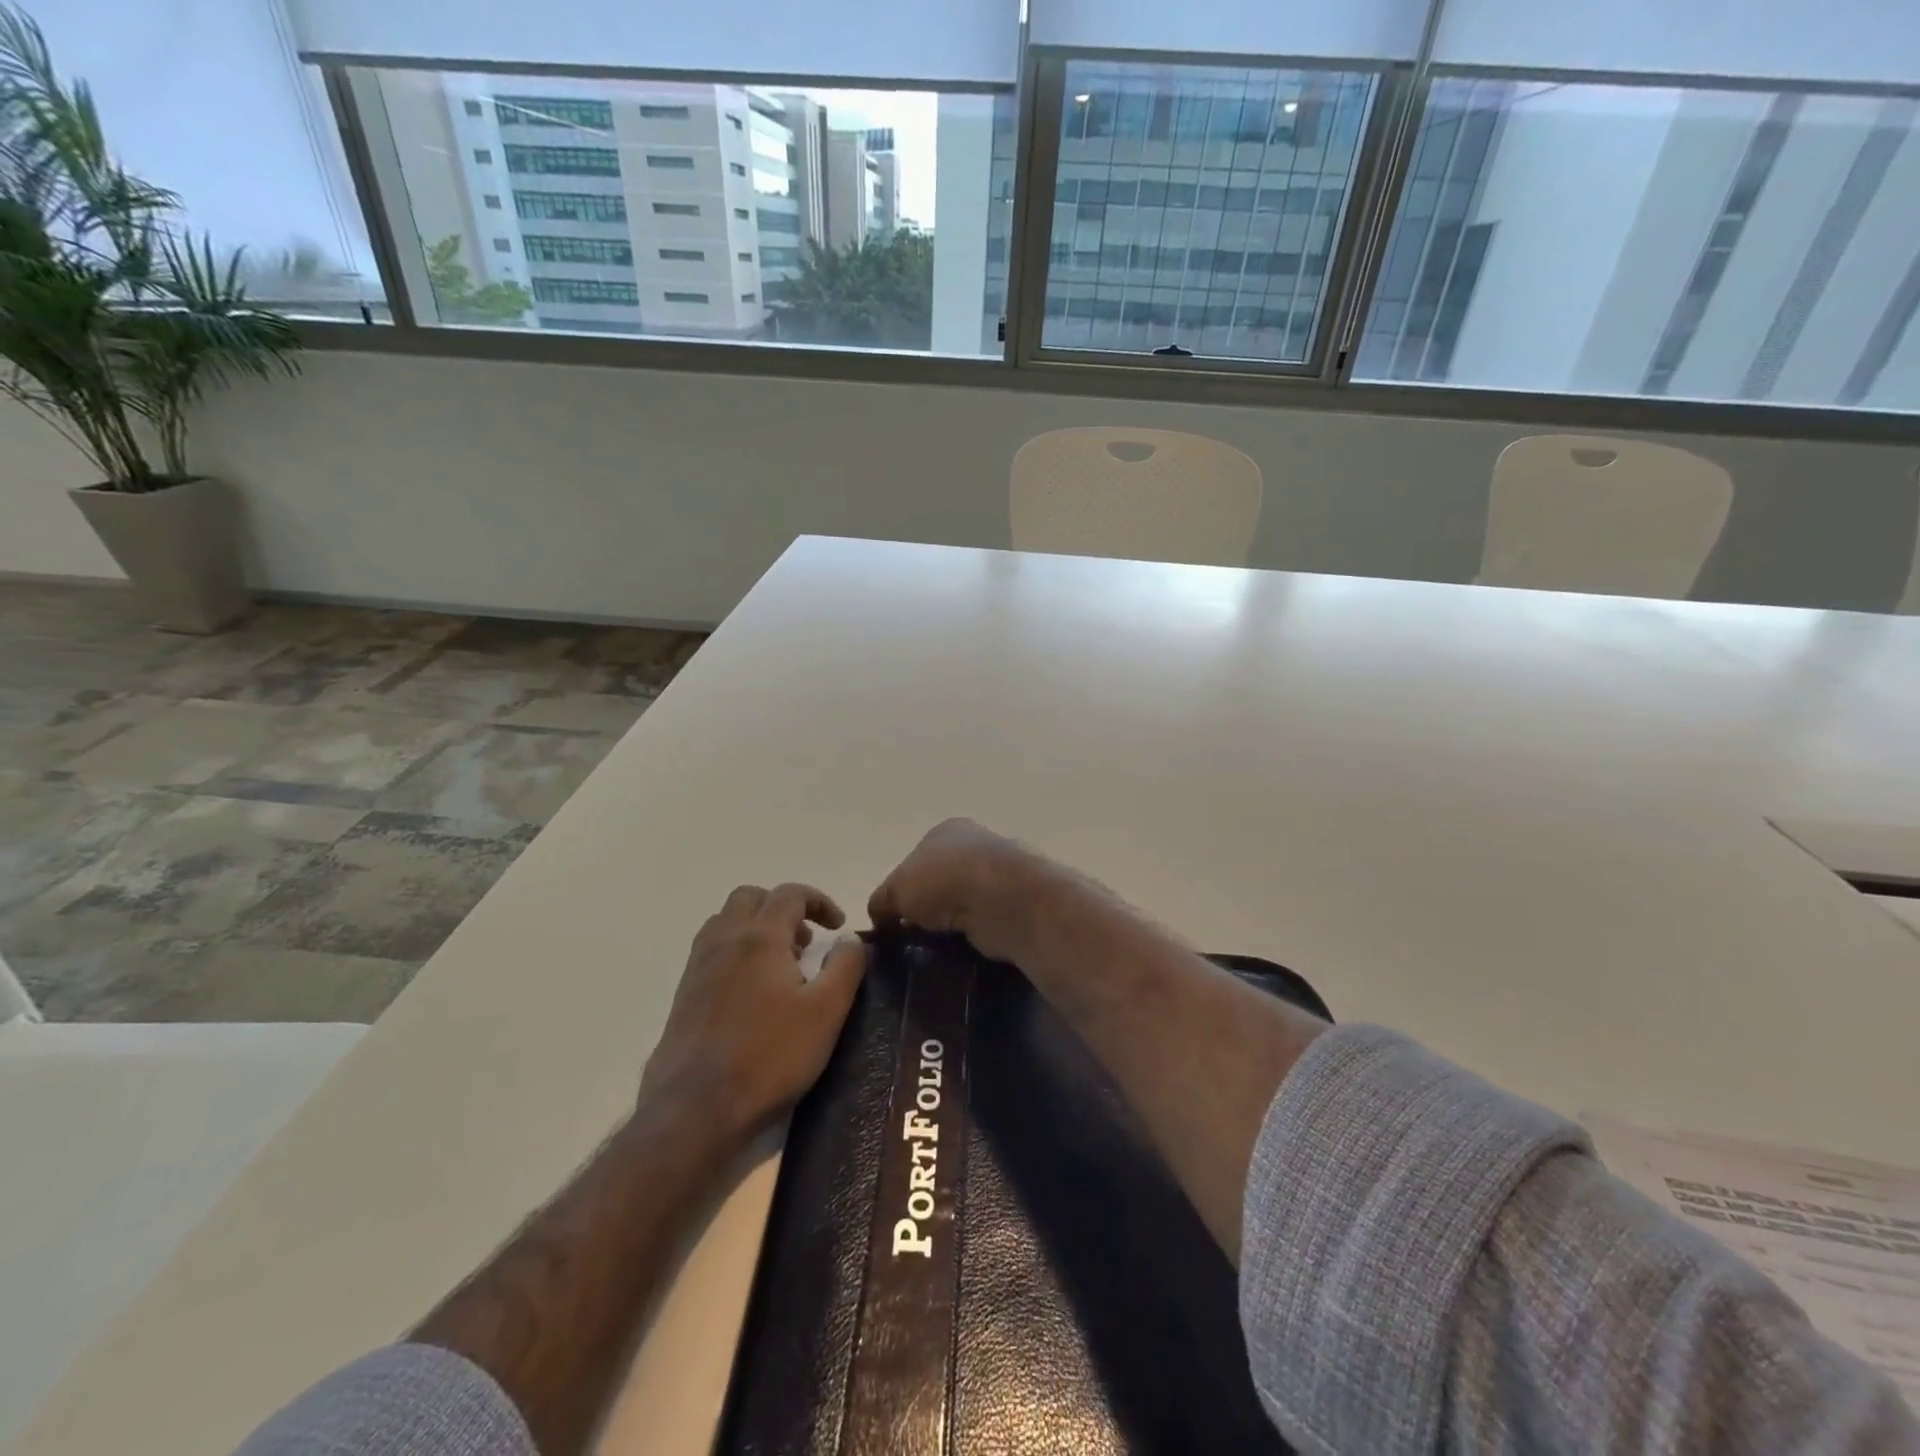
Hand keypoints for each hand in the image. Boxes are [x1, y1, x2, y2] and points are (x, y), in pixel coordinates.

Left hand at [641, 883, 866, 1138]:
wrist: (695, 1108)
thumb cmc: (769, 1055)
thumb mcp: (826, 1012)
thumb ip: (845, 967)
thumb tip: (850, 938)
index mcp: (760, 937)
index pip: (790, 894)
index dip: (819, 901)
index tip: (838, 926)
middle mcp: (724, 940)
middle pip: (751, 898)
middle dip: (783, 908)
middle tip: (806, 942)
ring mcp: (698, 967)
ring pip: (726, 921)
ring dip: (756, 927)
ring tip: (781, 964)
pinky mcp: (684, 995)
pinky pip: (711, 951)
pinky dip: (736, 951)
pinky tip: (753, 992)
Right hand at [868, 818, 1056, 963]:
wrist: (1003, 899)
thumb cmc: (944, 881)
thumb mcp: (895, 890)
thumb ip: (881, 903)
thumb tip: (881, 921)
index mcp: (946, 831)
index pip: (915, 861)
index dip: (901, 890)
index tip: (892, 920)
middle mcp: (974, 847)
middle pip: (939, 883)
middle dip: (926, 910)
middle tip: (910, 939)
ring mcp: (997, 876)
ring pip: (961, 905)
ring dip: (949, 925)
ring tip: (932, 950)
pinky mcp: (1013, 905)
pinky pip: (981, 924)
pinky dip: (970, 937)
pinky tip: (958, 951)